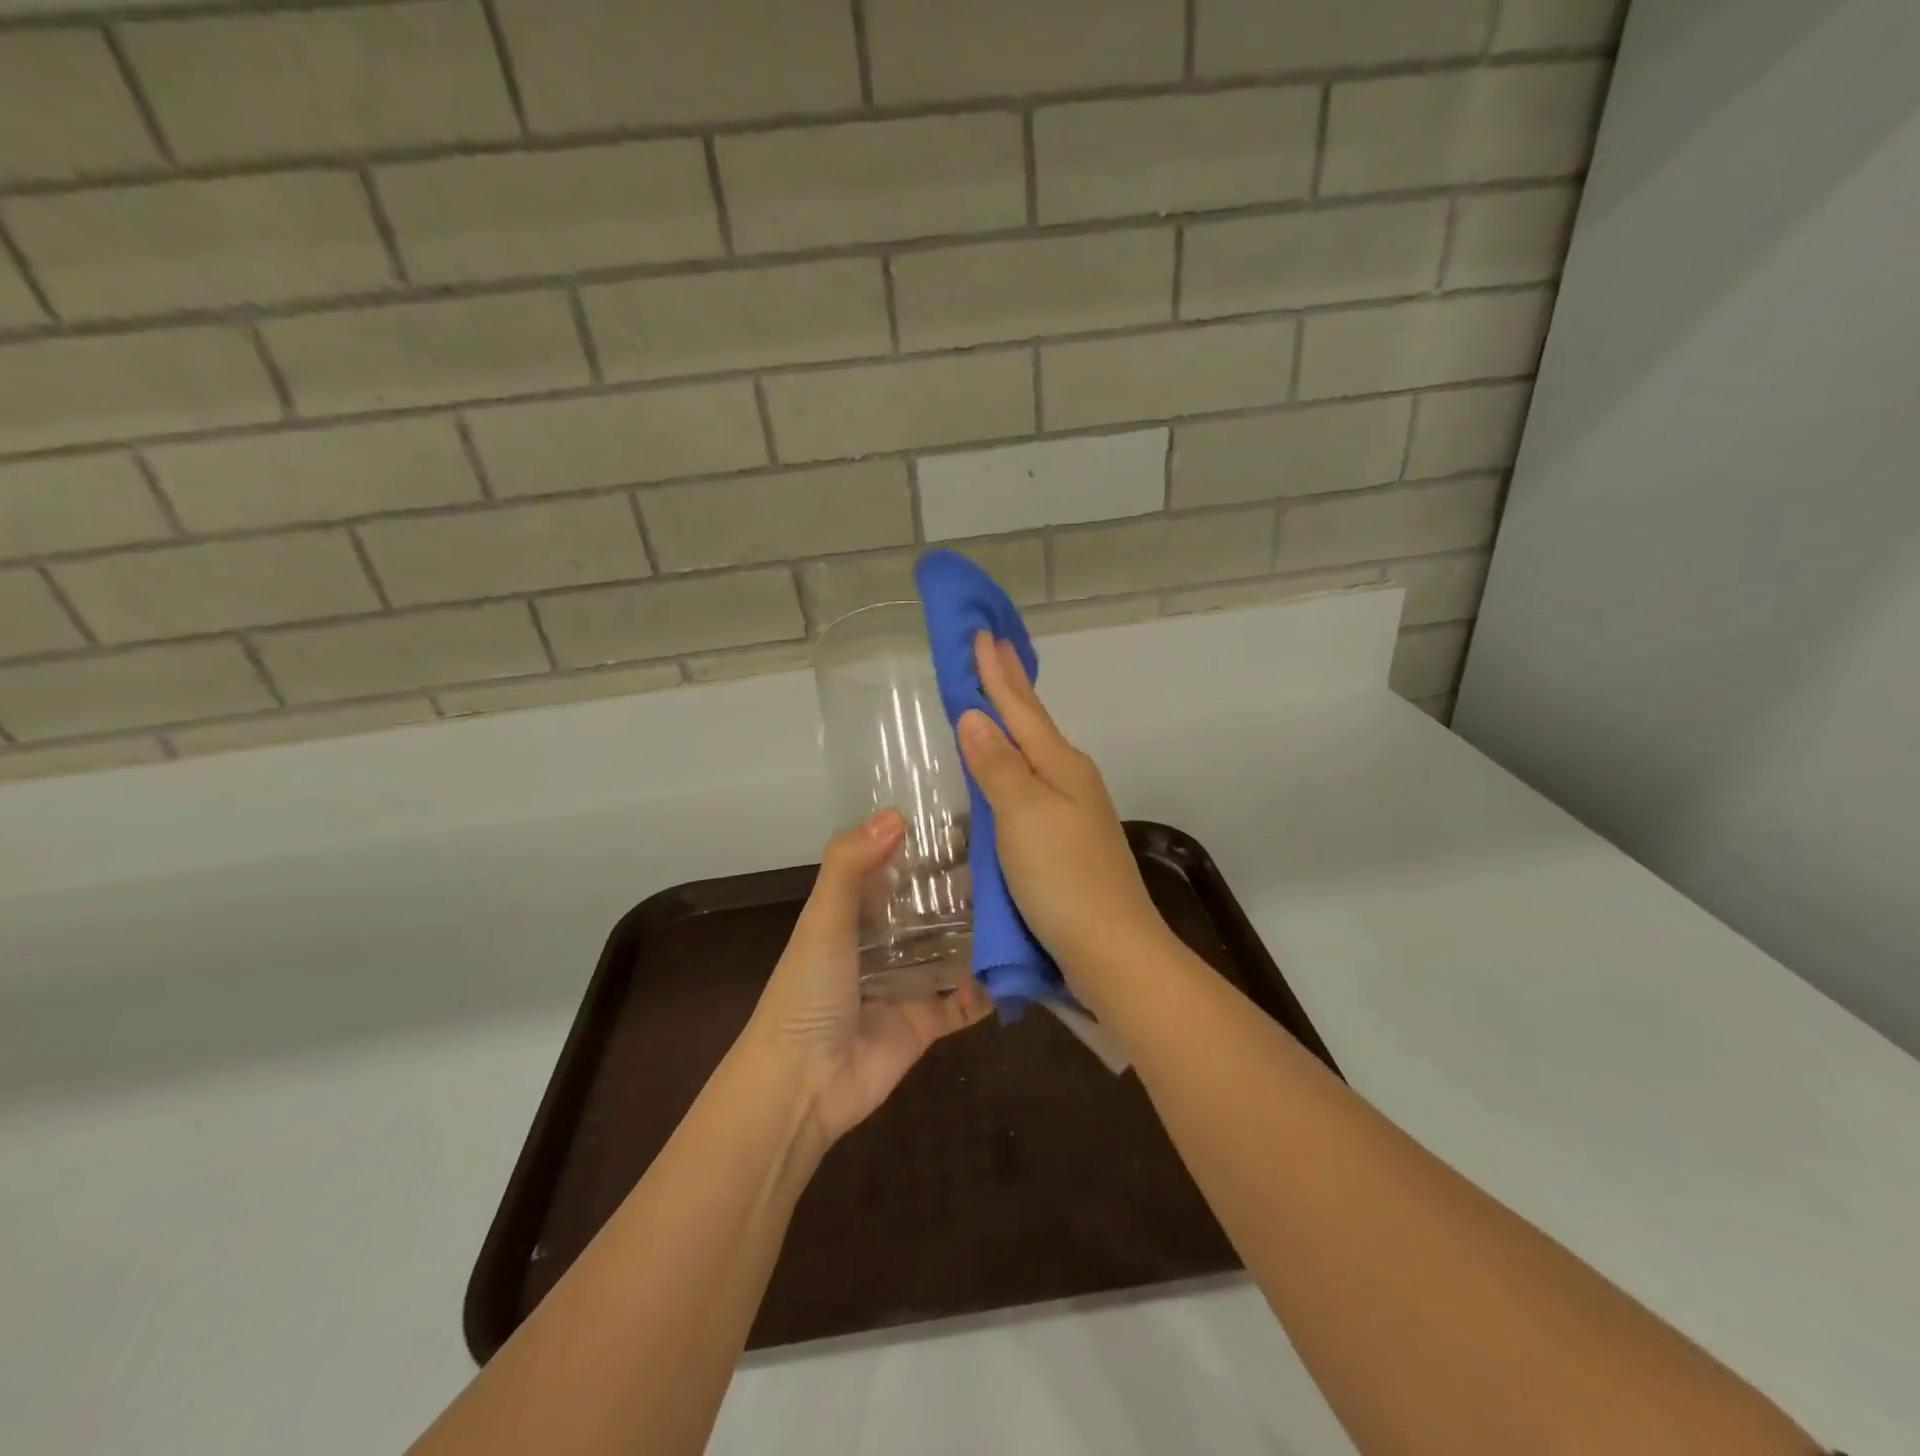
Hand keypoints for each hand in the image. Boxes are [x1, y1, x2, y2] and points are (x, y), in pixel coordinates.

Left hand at [748, 810, 990, 1145]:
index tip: (974, 821)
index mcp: (855, 913)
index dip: (928, 846)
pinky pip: (965, 1001)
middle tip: (1016, 862)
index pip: (897, 868)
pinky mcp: (926, 1021)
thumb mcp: (822, 920)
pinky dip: (988, 989)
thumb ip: (850, 865)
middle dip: (965, 888)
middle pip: (930, 907)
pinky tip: (1021, 966)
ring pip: (952, 949)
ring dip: (981, 932)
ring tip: (1028, 904)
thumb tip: (896, 813)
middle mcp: (883, 943)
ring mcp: (907, 982)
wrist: (800, 1086)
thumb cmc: (808, 993)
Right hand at [955, 633, 1173, 1005]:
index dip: (997, 673)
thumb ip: (997, 765)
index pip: (1021, 707)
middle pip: (1032, 724)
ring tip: (992, 700)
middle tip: (990, 650)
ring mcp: (1073, 811)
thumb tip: (975, 716)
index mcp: (1061, 765)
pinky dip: (1013, 766)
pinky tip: (1005, 772)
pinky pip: (1032, 787)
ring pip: (1033, 755)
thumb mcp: (1023, 815)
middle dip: (1009, 687)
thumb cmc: (1064, 879)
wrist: (1112, 950)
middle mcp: (1071, 779)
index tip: (980, 634)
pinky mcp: (1067, 841)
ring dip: (1011, 724)